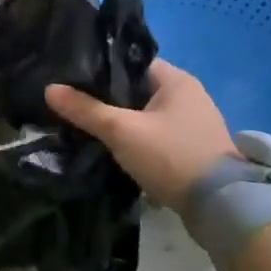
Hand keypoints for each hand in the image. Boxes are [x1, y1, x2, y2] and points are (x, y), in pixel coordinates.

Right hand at [45, 59, 237, 209]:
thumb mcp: (121, 131)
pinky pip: (157, 134)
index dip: (101, 69)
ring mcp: (194, 123)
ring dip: (123, 121)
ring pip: (146, 114)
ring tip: (90, 126)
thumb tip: (49, 89)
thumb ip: (85, 110)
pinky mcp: (194, 148)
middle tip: (76, 104)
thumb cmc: (170, 156)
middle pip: (137, 89)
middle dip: (108, 98)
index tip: (73, 80)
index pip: (130, 63)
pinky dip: (138, 138)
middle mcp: (189, 95)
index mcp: (176, 79)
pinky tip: (116, 148)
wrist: (220, 207)